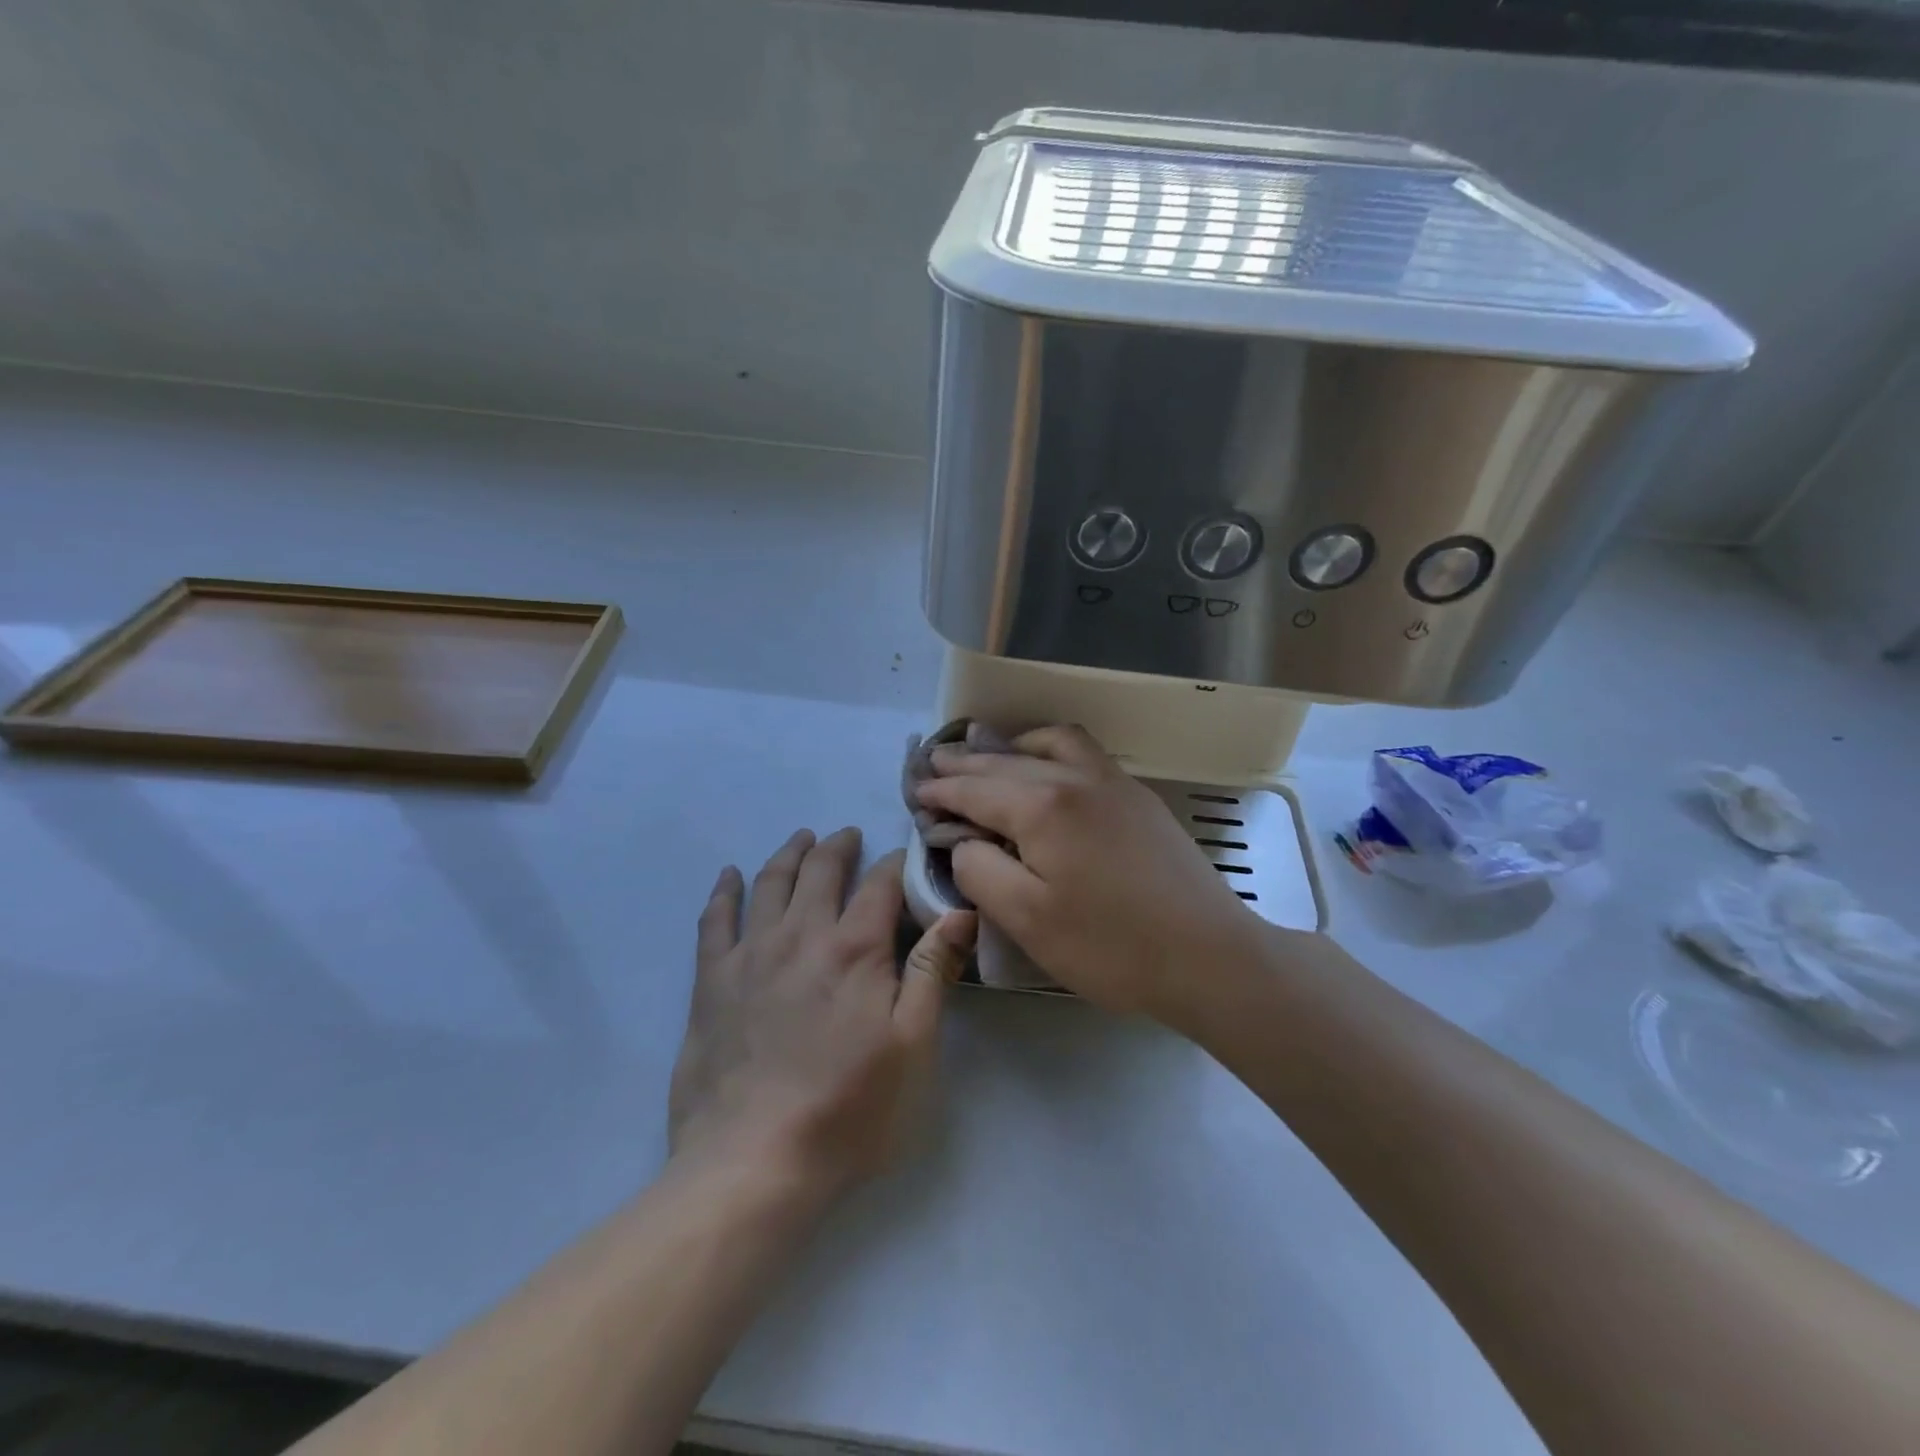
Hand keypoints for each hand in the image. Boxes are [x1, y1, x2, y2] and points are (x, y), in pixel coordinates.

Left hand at [668, 828, 975, 1203]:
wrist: (752, 1164)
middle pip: (821, 870)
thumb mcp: (912, 1046)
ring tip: (802, 839)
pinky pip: (715, 920)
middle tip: (848, 834)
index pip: (880, 884)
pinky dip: (724, 890)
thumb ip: (932, 971)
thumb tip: (960, 910)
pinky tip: (729, 875)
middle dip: (839, 846)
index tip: (904, 856)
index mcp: (855, 949)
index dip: (895, 863)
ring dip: (789, 854)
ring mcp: (750, 954)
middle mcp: (801, 935)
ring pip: (770, 883)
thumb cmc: (848, 1110)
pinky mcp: (711, 981)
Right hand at [912, 726, 1263, 1019]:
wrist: (1209, 956)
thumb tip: (963, 840)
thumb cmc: (1110, 946)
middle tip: (934, 765)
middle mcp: (1075, 777)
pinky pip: (1083, 753)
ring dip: (1011, 746)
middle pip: (1006, 761)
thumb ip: (980, 870)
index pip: (975, 788)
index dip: (941, 791)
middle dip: (965, 762)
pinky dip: (1050, 751)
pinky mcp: (1137, 796)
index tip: (915, 792)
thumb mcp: (1026, 919)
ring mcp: (1113, 781)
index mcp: (1042, 806)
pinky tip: (1046, 769)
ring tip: (988, 756)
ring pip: (1049, 744)